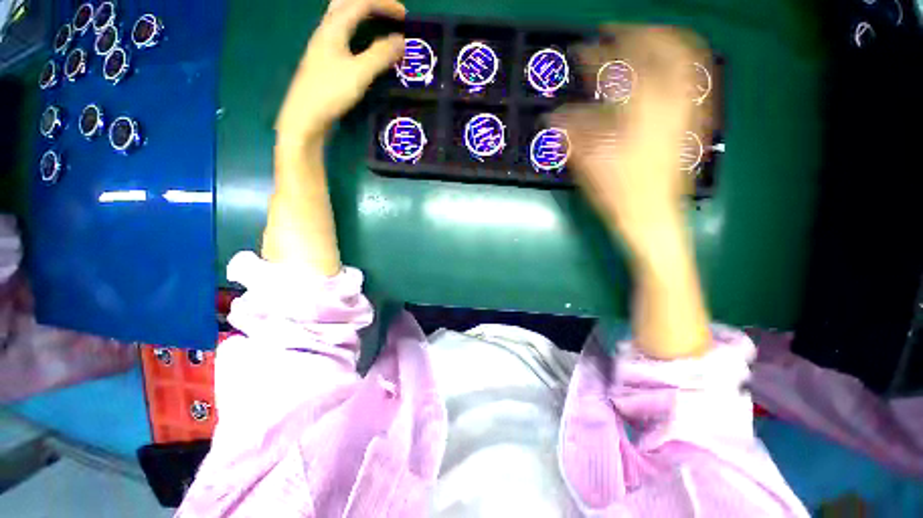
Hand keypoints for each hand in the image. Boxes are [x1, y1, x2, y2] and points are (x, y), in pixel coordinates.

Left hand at [276, 0, 406, 146]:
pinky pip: (343, 34)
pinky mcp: (325, 59)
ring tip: (381, 25)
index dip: (385, 5)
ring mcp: (323, 44)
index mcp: (334, 26)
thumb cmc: (330, 92)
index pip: (361, 2)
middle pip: (348, 2)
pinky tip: (365, 45)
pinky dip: (358, 31)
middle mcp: (326, 29)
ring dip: (364, 15)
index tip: (406, 17)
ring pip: (343, 17)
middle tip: (391, 15)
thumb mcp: (359, 73)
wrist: (305, 116)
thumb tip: (402, 41)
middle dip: (372, 4)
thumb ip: (381, 55)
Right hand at [552, 26, 711, 253]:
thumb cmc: (619, 194)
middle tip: (612, 33)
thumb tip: (551, 118)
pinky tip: (665, 63)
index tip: (581, 51)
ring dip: (660, 40)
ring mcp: (686, 108)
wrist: (653, 217)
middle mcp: (669, 101)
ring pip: (684, 56)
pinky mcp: (692, 119)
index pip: (618, 68)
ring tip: (640, 38)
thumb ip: (572, 135)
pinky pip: (694, 77)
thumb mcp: (589, 165)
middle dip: (633, 34)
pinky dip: (680, 59)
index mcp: (640, 111)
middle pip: (659, 48)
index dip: (596, 56)